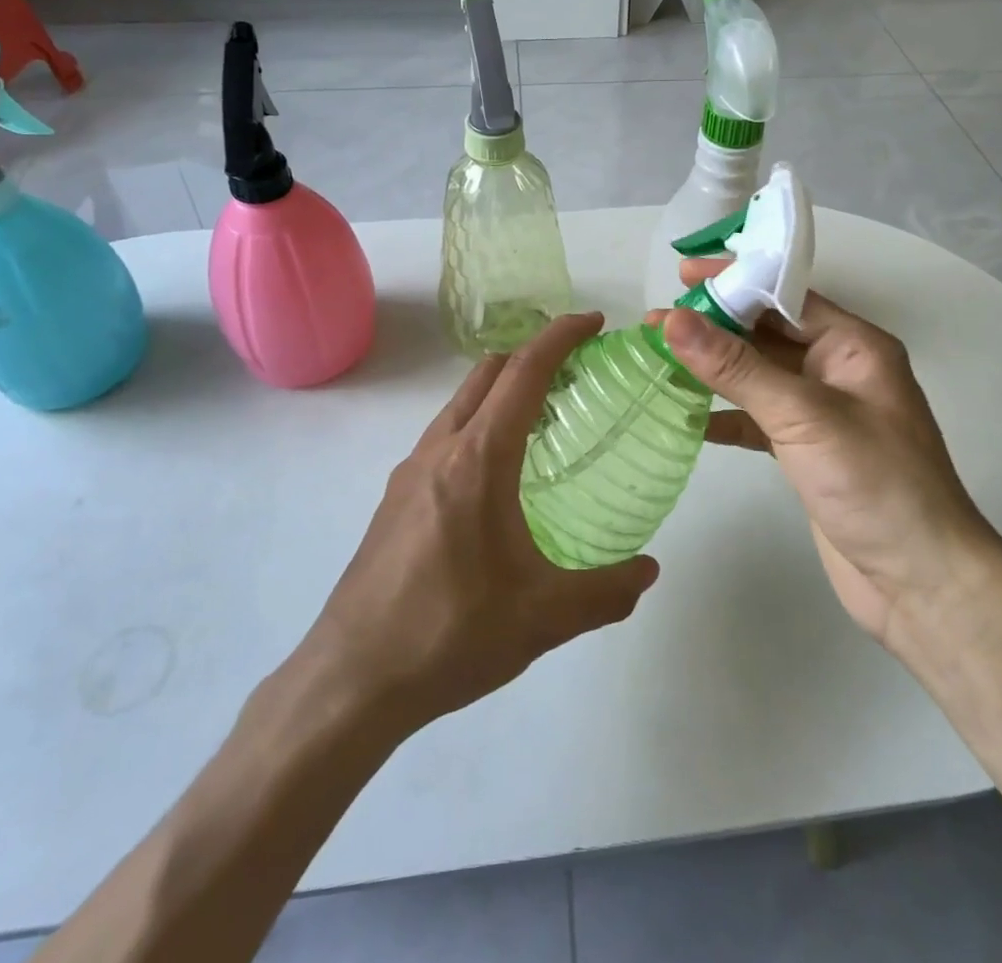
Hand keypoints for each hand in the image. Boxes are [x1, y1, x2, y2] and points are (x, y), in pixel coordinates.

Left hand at [301, 314, 658, 732]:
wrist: (351, 679)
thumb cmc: (450, 634)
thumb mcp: (542, 618)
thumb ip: (605, 592)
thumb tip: (650, 571)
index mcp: (478, 458)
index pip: (524, 372)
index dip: (560, 337)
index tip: (593, 322)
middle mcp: (440, 449)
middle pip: (488, 374)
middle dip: (532, 354)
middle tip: (576, 370)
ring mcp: (410, 471)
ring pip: (461, 403)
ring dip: (502, 391)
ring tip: (544, 420)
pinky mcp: (395, 498)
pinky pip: (445, 436)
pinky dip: (479, 424)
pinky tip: (498, 476)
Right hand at [658, 261, 998, 648]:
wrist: (922, 585)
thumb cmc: (875, 484)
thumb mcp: (803, 416)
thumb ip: (736, 367)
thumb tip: (674, 320)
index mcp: (853, 346)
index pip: (785, 296)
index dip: (735, 281)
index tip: (682, 275)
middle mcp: (837, 370)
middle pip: (767, 333)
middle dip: (715, 325)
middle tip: (657, 322)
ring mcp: (822, 413)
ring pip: (758, 376)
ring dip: (713, 369)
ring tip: (659, 357)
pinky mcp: (807, 452)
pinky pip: (758, 418)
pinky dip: (725, 414)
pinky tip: (687, 415)